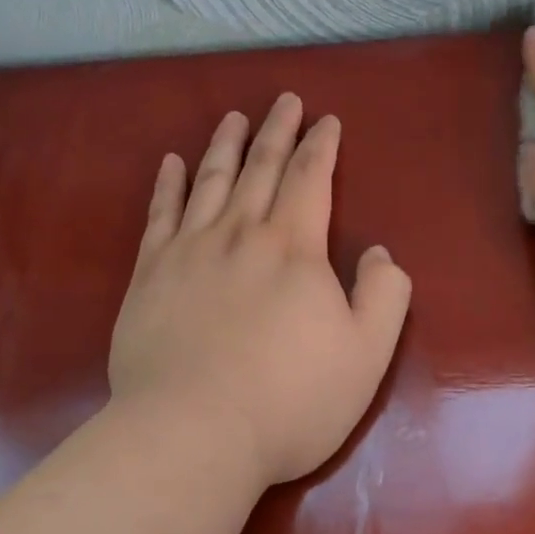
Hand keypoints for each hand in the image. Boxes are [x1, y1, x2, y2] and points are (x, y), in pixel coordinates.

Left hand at [109, 94, 412, 486]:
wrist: (193, 433)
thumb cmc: (290, 399)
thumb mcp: (366, 354)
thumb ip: (384, 295)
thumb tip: (380, 252)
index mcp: (294, 248)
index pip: (311, 179)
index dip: (321, 146)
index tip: (327, 120)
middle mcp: (241, 233)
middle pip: (262, 168)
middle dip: (277, 130)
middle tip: (285, 100)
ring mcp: (190, 250)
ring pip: (211, 181)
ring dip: (226, 145)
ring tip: (234, 117)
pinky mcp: (150, 274)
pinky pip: (160, 215)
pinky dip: (168, 184)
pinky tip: (172, 163)